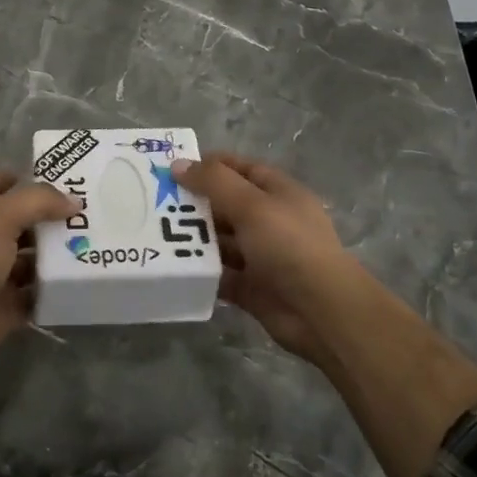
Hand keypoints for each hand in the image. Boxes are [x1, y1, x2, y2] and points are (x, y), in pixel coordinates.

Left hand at [0, 171, 76, 375]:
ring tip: (96, 247)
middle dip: (54, 218)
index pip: (3, 185)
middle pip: (26, 223)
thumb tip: (74, 202)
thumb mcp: (2, 215)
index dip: (28, 178)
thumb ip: (39, 201)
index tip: (65, 178)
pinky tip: (83, 281)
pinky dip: (55, 290)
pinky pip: (38, 294)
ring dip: (59, 255)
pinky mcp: (9, 305)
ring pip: (34, 259)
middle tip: (93, 214)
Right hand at [173, 152, 372, 363]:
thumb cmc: (289, 245)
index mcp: (278, 192)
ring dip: (193, 238)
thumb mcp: (251, 205)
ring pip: (220, 240)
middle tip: (155, 203)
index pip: (240, 168)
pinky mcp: (251, 287)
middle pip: (226, 204)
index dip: (209, 165)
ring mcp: (261, 255)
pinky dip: (199, 270)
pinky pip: (219, 273)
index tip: (173, 169)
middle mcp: (270, 220)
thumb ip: (213, 182)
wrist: (321, 312)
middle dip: (194, 203)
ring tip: (155, 234)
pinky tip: (171, 266)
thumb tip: (178, 165)